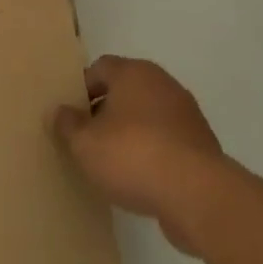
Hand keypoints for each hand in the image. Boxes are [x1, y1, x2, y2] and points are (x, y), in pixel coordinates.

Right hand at [52, 55, 226, 256]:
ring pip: (148, 117)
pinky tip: (140, 179)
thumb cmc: (133, 155)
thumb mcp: (84, 143)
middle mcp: (163, 84)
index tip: (71, 116)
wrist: (198, 195)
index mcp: (134, 72)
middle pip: (126, 91)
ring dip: (131, 134)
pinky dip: (153, 154)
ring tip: (113, 163)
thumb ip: (67, 125)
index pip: (100, 68)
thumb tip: (59, 112)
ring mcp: (187, 115)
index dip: (81, 89)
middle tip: (88, 138)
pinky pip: (167, 142)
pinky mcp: (202, 147)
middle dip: (105, 111)